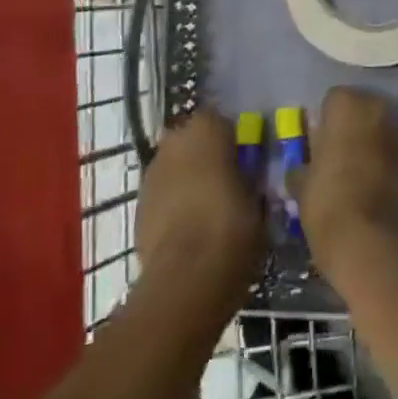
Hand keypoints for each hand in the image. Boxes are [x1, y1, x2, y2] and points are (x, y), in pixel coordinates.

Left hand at [135, 109, 264, 314]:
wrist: (186, 277)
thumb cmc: (232, 226)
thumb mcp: (258, 197)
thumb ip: (250, 176)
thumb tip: (249, 174)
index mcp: (207, 127)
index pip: (223, 121)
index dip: (235, 141)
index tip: (247, 161)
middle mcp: (175, 139)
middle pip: (194, 141)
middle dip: (207, 156)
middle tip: (228, 182)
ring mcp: (152, 171)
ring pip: (176, 166)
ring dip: (188, 179)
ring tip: (208, 209)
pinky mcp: (138, 204)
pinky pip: (163, 193)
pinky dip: (174, 203)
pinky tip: (189, 228)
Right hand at [290, 87, 397, 280]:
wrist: (375, 247)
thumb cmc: (329, 205)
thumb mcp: (303, 187)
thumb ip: (304, 167)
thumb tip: (302, 168)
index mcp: (348, 106)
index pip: (333, 100)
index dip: (325, 122)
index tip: (318, 145)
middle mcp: (380, 112)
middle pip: (363, 112)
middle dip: (352, 130)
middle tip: (338, 159)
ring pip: (383, 135)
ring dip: (373, 148)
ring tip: (358, 179)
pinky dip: (390, 170)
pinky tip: (378, 195)